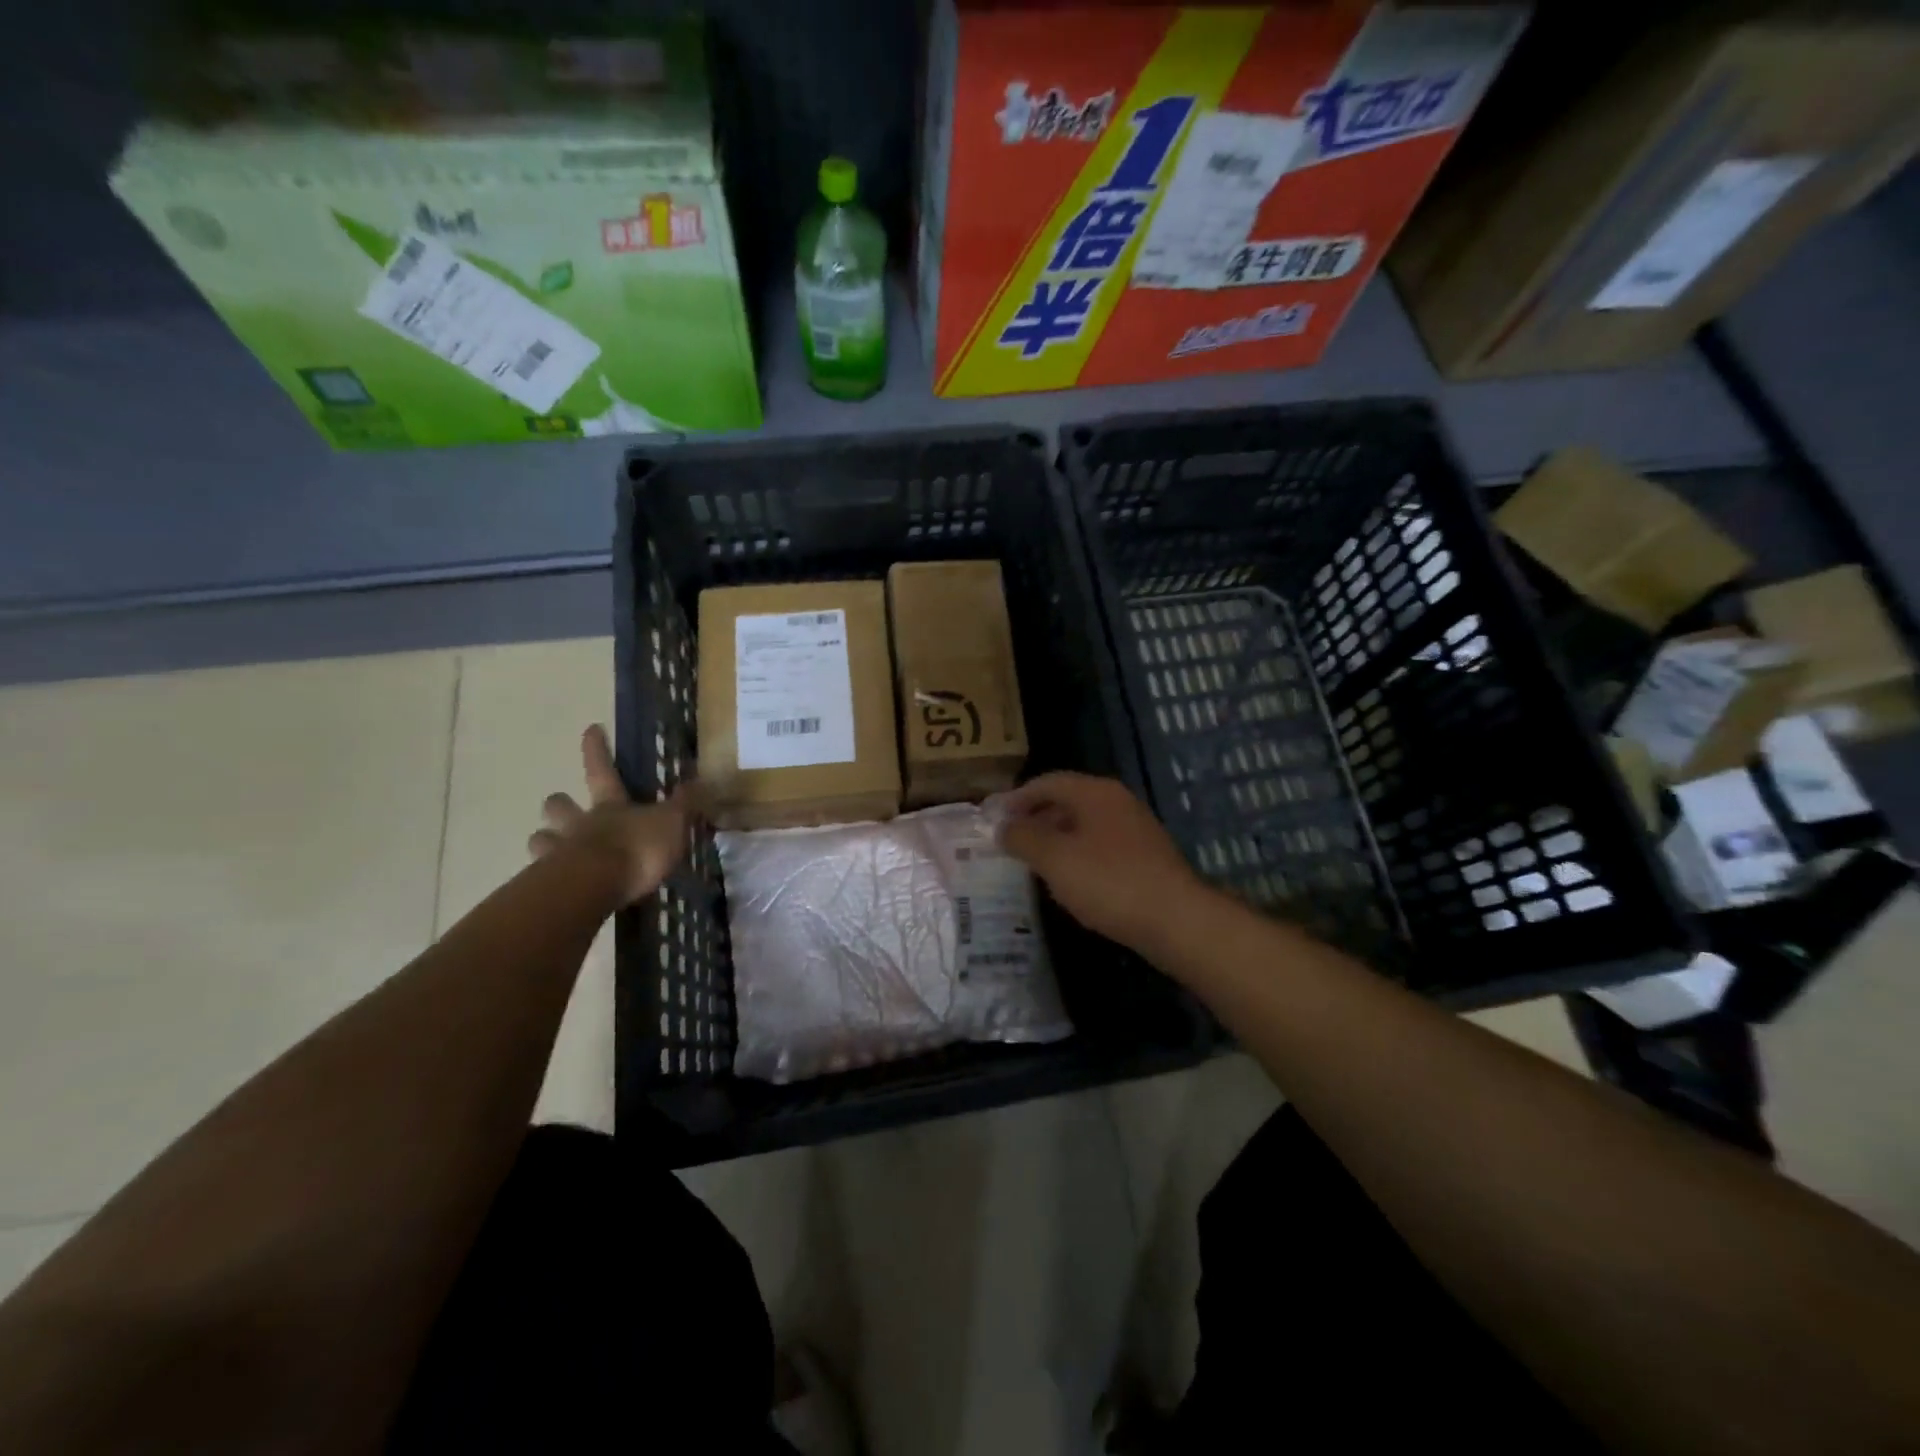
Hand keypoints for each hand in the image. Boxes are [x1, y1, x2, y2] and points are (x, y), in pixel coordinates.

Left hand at [528, 725, 698, 904]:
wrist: (597, 885)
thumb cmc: (637, 848)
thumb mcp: (672, 823)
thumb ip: (685, 804)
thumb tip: (701, 780)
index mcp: (610, 805)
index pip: (602, 769)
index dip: (597, 749)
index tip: (591, 728)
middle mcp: (580, 824)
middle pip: (559, 805)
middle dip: (559, 803)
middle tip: (561, 805)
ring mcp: (560, 853)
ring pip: (540, 839)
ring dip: (544, 840)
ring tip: (552, 849)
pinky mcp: (551, 885)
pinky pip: (543, 877)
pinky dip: (548, 879)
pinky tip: (558, 887)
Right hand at [998, 772, 1213, 955]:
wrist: (1176, 920)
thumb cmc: (1109, 882)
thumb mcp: (1055, 859)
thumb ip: (1023, 837)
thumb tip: (1002, 826)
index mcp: (1095, 793)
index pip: (1047, 782)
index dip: (1016, 797)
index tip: (993, 817)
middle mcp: (1117, 802)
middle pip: (1067, 801)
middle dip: (1035, 818)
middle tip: (1008, 840)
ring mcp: (1135, 829)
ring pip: (1084, 825)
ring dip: (1055, 839)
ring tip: (1031, 862)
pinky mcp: (1145, 857)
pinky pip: (1100, 846)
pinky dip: (1077, 856)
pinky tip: (1068, 881)